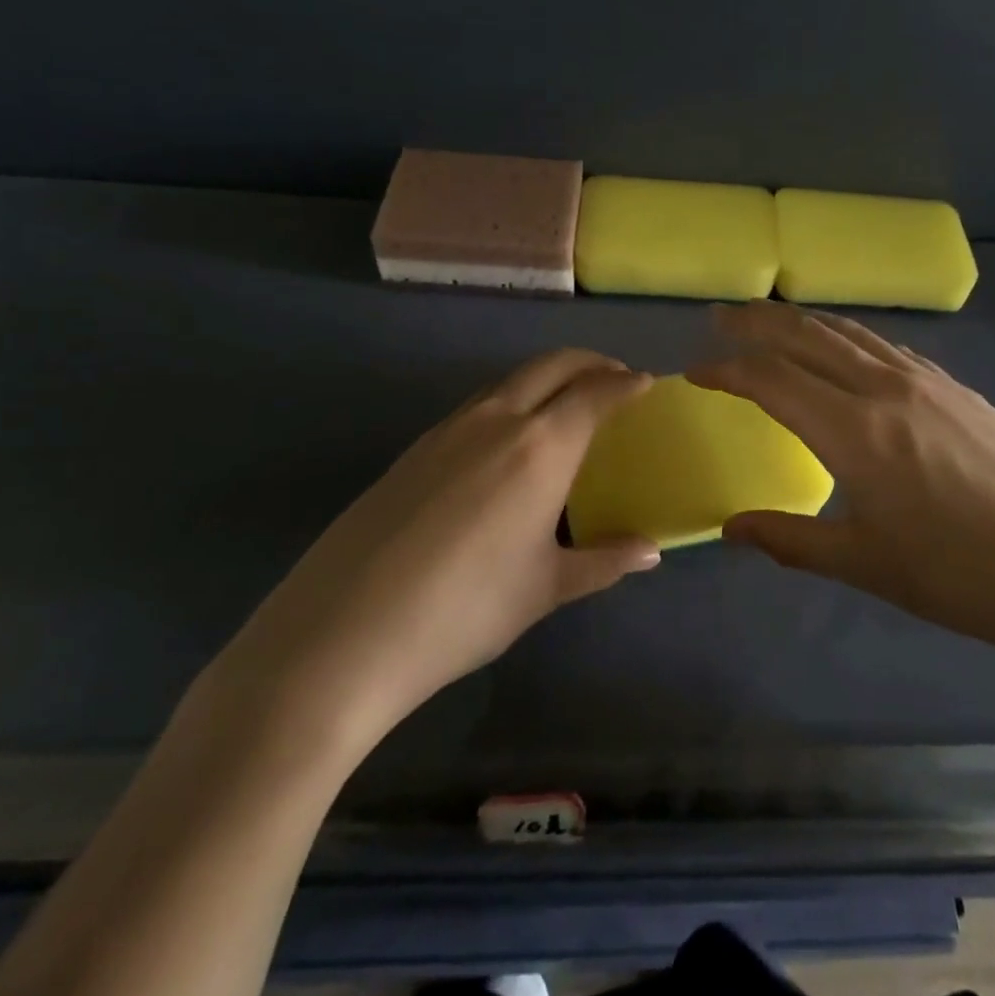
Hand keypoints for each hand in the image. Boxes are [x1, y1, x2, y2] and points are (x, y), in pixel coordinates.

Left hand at [195, 350, 661, 767]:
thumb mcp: (545, 588)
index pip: (596, 392)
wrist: (342, 633)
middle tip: (615, 377)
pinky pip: (477, 404)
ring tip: (566, 403)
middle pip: (552, 365)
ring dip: (548, 376)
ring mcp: (448, 429)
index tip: (646, 383)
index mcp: (541, 446)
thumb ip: (604, 561)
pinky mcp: (413, 448)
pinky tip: (507, 441)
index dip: (626, 383)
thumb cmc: (465, 609)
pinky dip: (510, 400)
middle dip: (590, 362)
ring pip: (510, 380)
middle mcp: (497, 420)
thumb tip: (652, 551)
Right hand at [688, 302, 994, 687]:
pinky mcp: (958, 389)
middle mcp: (885, 388)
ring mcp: (928, 382)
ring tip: (771, 319)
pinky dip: (849, 337)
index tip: (695, 372)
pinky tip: (845, 348)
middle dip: (756, 322)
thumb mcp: (864, 564)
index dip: (726, 370)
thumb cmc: (959, 578)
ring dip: (802, 321)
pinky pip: (887, 347)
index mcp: (854, 431)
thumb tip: (729, 529)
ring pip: (849, 333)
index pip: (771, 380)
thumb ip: (788, 540)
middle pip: (806, 337)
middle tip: (720, 317)